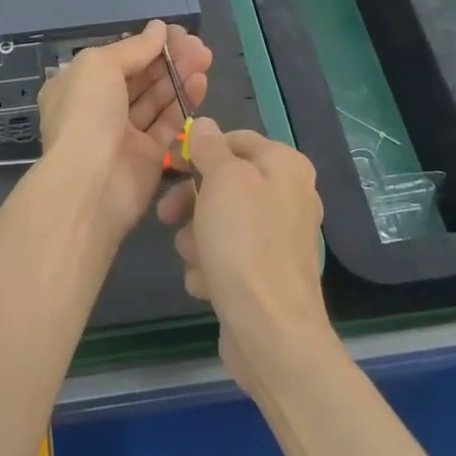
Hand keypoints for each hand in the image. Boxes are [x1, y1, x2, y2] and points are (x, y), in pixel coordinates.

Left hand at [37, 20, 209, 241]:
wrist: (90, 185)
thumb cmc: (86, 114)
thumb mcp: (100, 65)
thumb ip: (134, 47)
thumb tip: (159, 27)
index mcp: (77, 84)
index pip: (116, 58)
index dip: (145, 44)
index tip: (175, 32)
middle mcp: (98, 108)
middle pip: (139, 77)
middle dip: (168, 59)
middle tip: (198, 44)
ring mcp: (123, 134)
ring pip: (156, 99)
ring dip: (179, 76)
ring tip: (205, 57)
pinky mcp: (148, 156)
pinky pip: (168, 124)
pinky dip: (184, 102)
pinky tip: (201, 82)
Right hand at [158, 118, 330, 390]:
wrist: (270, 331)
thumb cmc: (244, 243)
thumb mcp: (222, 180)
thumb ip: (211, 148)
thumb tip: (205, 124)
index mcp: (285, 167)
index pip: (236, 140)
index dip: (201, 150)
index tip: (173, 166)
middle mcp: (288, 197)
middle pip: (225, 184)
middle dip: (192, 203)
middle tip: (167, 217)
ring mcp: (278, 240)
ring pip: (220, 223)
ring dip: (197, 240)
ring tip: (196, 259)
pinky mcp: (266, 275)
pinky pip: (228, 257)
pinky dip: (212, 267)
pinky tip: (207, 284)